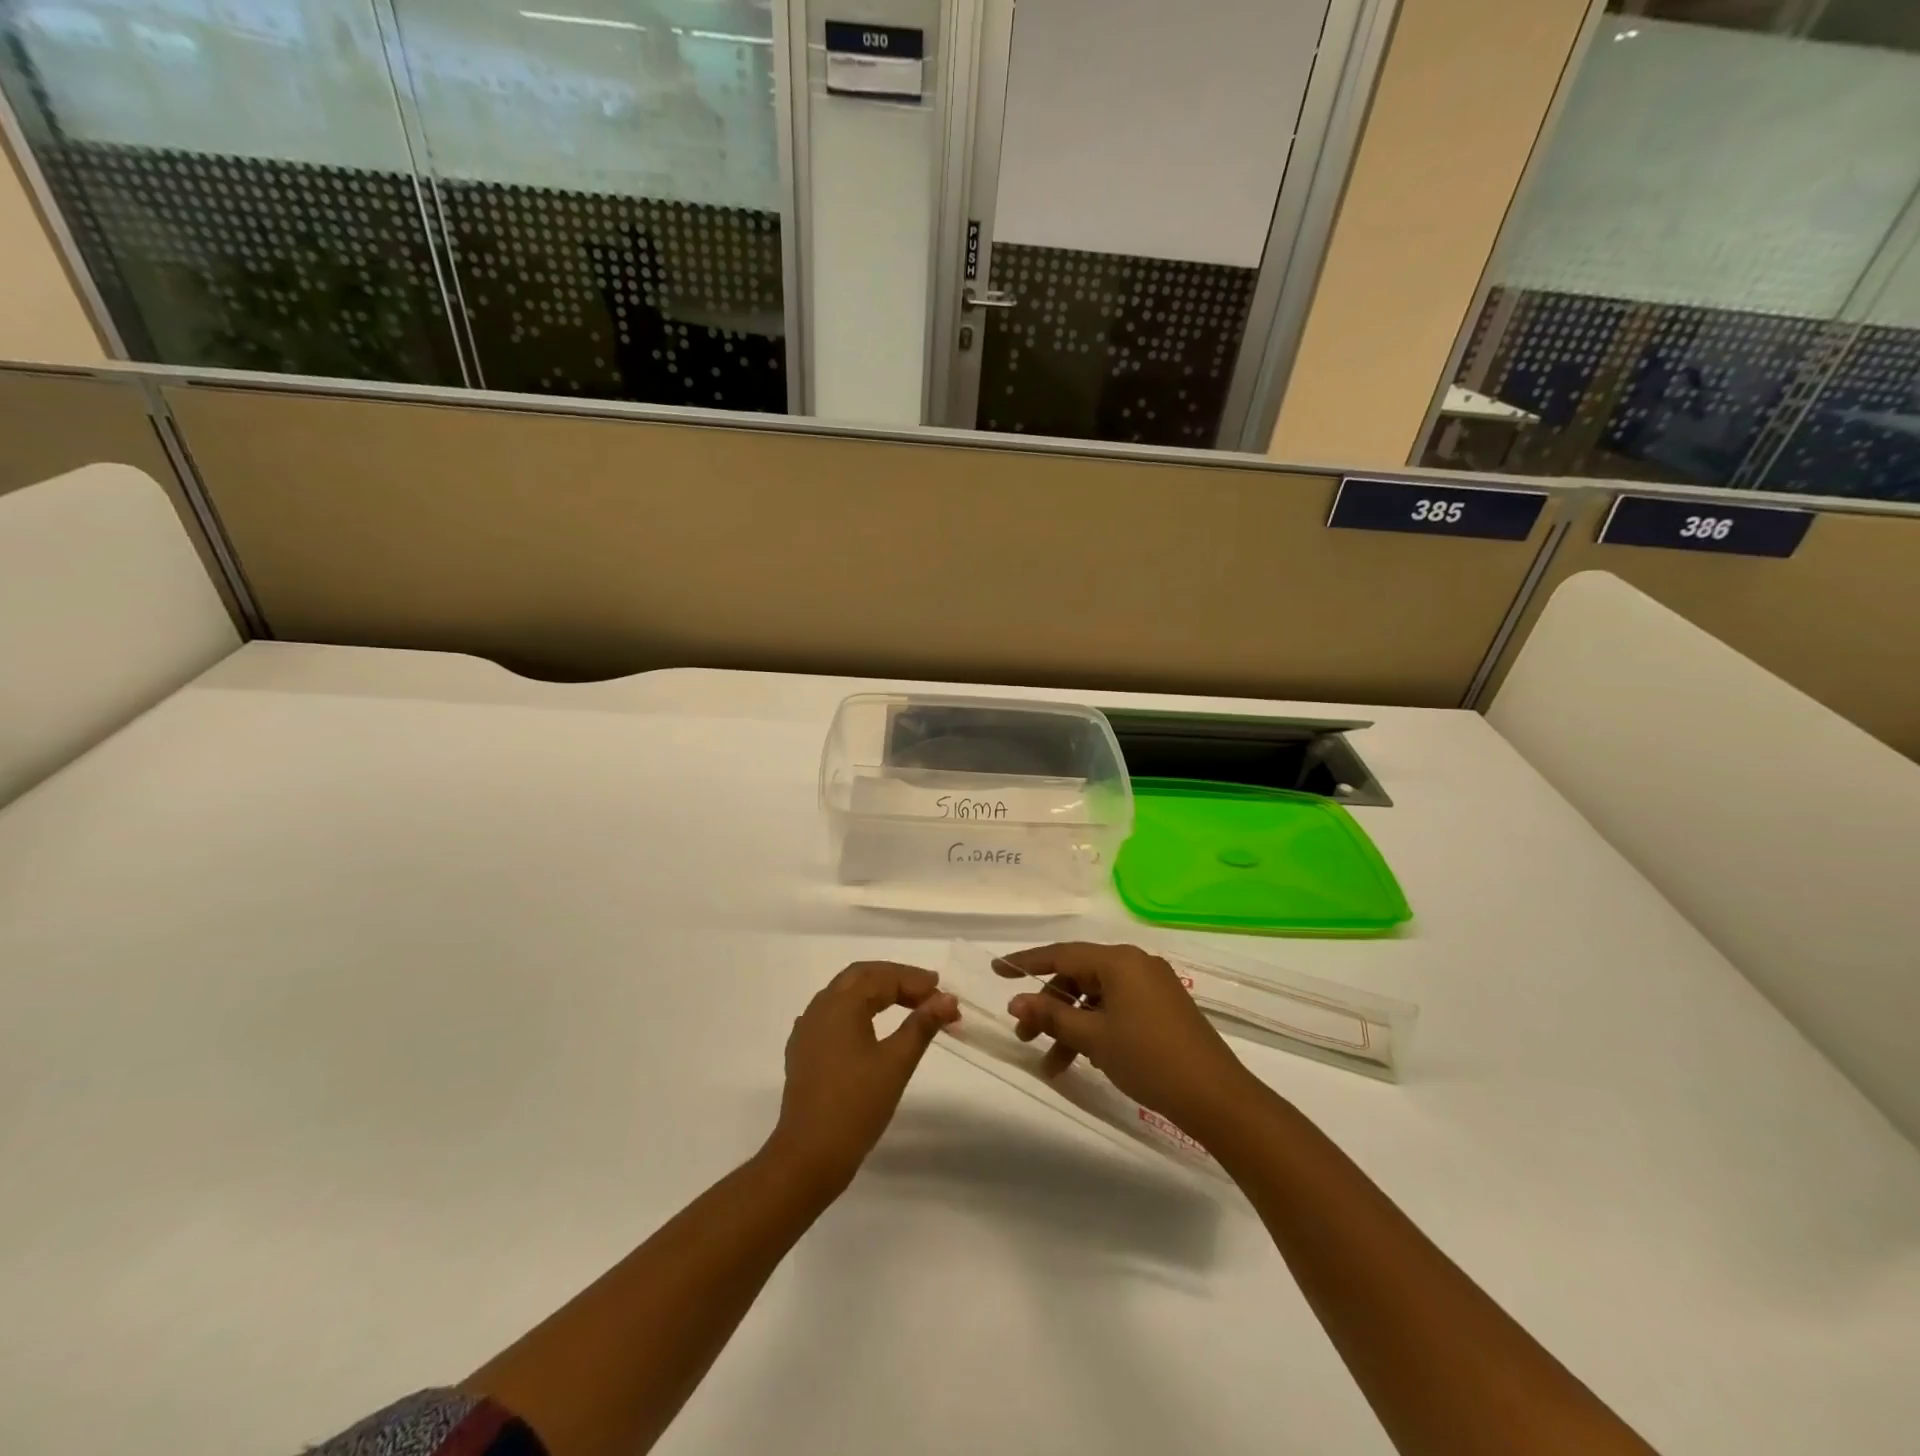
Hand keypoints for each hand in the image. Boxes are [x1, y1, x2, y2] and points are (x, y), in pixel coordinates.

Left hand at [768, 962, 959, 1189]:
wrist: (808, 1156)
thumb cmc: (856, 1106)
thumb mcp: (896, 1063)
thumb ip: (922, 1025)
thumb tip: (947, 999)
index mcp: (841, 1004)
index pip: (883, 978)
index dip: (916, 982)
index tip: (944, 996)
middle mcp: (820, 1008)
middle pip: (860, 977)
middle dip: (895, 979)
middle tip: (928, 991)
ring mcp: (807, 1030)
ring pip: (844, 994)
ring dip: (876, 992)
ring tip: (906, 1005)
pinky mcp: (803, 1052)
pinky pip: (832, 1015)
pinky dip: (857, 1011)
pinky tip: (868, 1027)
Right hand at [996, 942, 1260, 1137]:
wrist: (1216, 1097)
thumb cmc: (1149, 1059)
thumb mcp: (1094, 1038)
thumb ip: (1053, 1017)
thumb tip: (1016, 1001)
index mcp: (1118, 961)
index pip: (1061, 954)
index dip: (1025, 962)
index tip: (997, 969)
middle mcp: (1134, 964)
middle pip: (1078, 976)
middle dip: (1048, 1006)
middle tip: (1024, 1036)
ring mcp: (1151, 985)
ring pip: (1096, 997)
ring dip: (1070, 1025)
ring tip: (1051, 1064)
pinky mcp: (1162, 1008)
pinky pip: (1116, 1008)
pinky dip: (1095, 1029)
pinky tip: (1084, 1058)